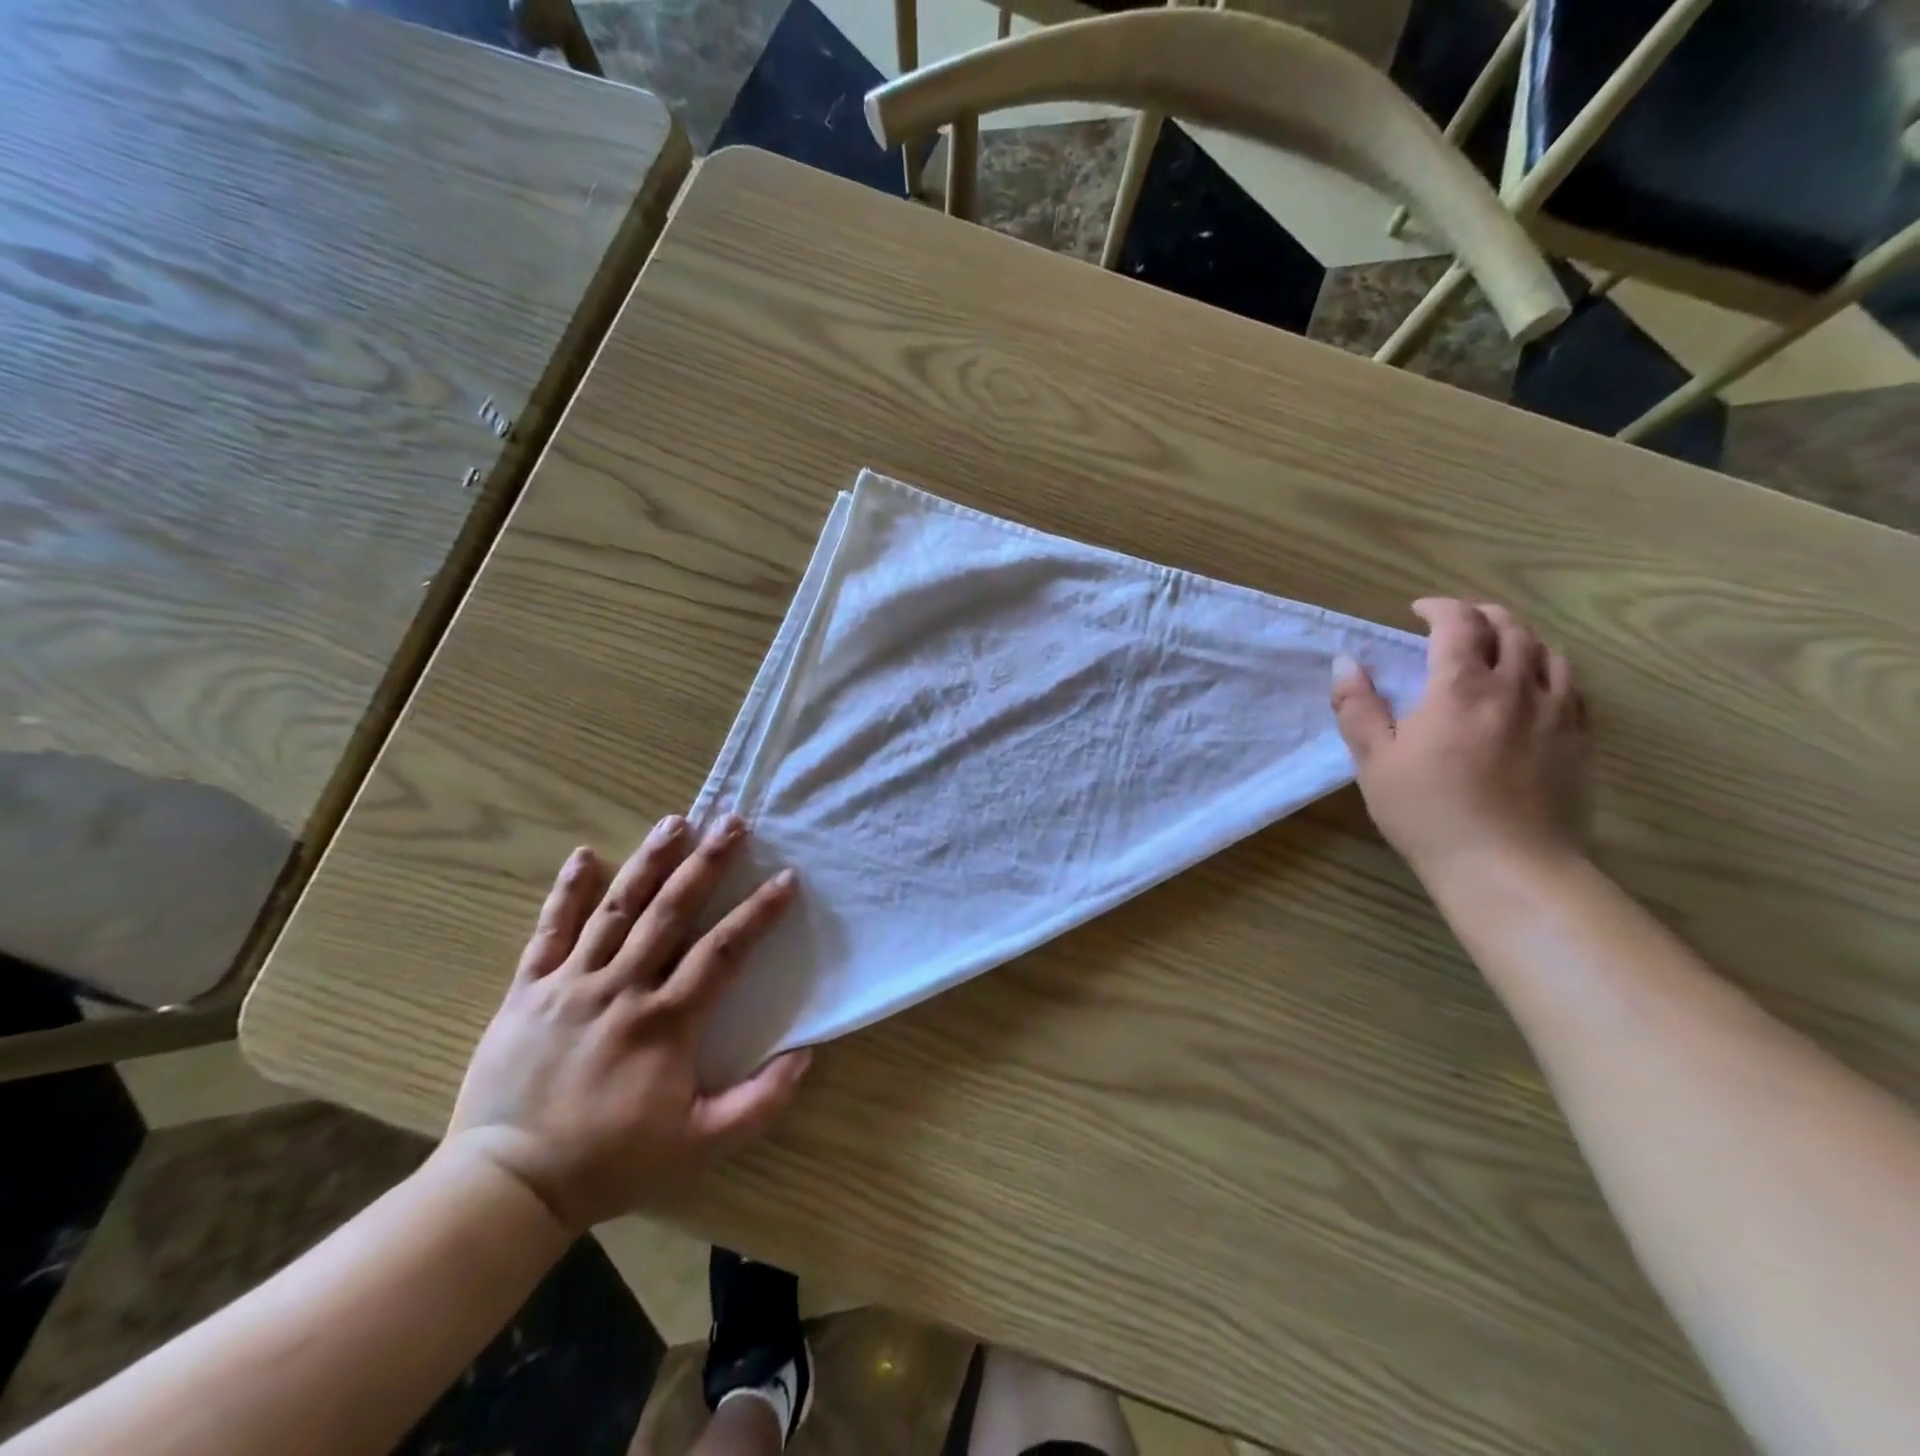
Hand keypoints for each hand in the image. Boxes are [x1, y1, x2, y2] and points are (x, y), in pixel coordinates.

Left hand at [445, 816, 810, 1234]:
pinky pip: (549, 932)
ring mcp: (570, 984)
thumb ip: (759, 1103)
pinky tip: (585, 855)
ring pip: (617, 909)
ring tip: (676, 821)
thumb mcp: (700, 1146)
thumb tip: (805, 1054)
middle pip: (671, 911)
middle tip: (733, 822)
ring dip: (649, 862)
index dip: (758, 912)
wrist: (507, 1185)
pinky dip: (567, 892)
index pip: (723, 952)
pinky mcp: (528, 991)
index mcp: (666, 1021)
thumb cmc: (611, 1163)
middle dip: (707, 863)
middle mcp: (621, 988)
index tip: (785, 878)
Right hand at [1331, 599, 1590, 878]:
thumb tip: (1345, 663)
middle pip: (1510, 628)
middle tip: (1457, 623)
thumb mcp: (1374, 760)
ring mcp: (1557, 712)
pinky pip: (1571, 686)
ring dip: (1519, 638)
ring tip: (1498, 648)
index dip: (1439, 608)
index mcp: (1461, 686)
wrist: (1506, 865)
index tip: (1418, 611)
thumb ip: (1357, 706)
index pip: (1458, 623)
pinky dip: (1548, 670)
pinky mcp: (1579, 739)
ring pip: (1548, 652)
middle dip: (1481, 615)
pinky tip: (1534, 686)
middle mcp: (1516, 686)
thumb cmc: (1427, 811)